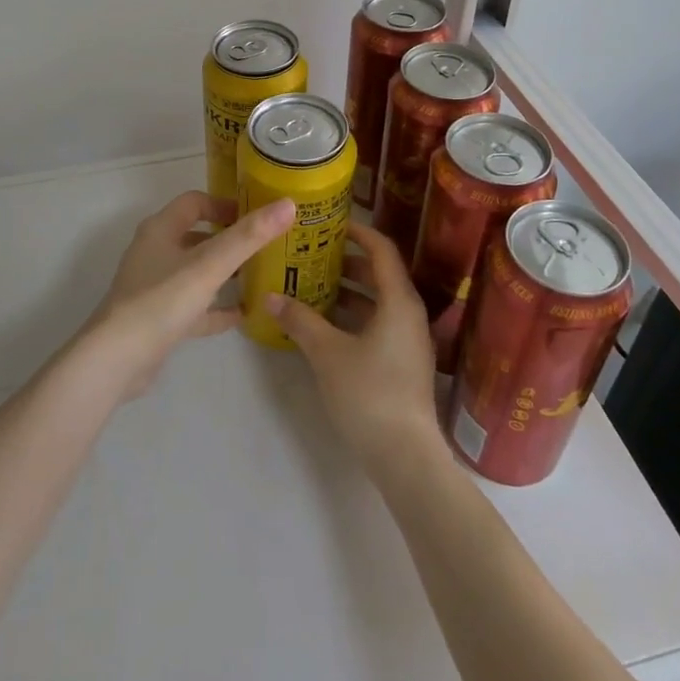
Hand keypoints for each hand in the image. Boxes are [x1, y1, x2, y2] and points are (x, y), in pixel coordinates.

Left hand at [81, 190, 295, 399]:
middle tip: (264, 246)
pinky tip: (242, 315)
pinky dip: (216, 308)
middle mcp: (155, 253)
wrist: (117, 360)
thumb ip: (249, 236)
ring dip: (223, 272)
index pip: (195, 202)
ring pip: (195, 271)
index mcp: (161, 230)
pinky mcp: (157, 319)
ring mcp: (154, 287)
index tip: (257, 215)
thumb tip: (288, 204)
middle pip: (196, 235)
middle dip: (228, 239)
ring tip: (258, 276)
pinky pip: (193, 306)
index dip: (225, 204)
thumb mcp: (210, 265)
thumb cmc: (162, 301)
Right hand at [261, 224, 447, 473]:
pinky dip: (355, 315)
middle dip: (347, 262)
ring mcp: (409, 340)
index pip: (382, 250)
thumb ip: (300, 321)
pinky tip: (326, 325)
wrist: (405, 456)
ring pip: (379, 301)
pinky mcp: (404, 362)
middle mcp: (409, 314)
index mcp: (398, 301)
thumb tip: (270, 297)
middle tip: (313, 254)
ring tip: (313, 285)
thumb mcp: (327, 353)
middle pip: (380, 274)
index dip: (359, 232)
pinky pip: (379, 323)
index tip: (331, 224)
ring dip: (349, 291)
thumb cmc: (369, 393)